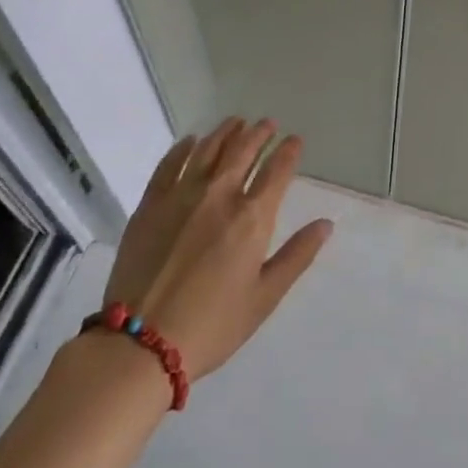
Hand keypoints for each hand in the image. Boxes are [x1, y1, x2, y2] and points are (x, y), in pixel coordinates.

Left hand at [102, 117, 332, 381]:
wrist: (140, 344)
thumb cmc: (212, 326)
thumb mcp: (264, 298)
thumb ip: (297, 256)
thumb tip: (326, 224)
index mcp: (252, 218)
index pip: (277, 170)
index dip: (288, 151)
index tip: (294, 140)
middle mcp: (220, 195)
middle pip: (243, 150)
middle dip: (259, 133)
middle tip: (267, 123)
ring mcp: (182, 195)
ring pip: (208, 149)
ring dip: (226, 132)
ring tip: (235, 122)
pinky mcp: (151, 203)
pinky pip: (170, 163)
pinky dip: (184, 147)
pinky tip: (191, 141)